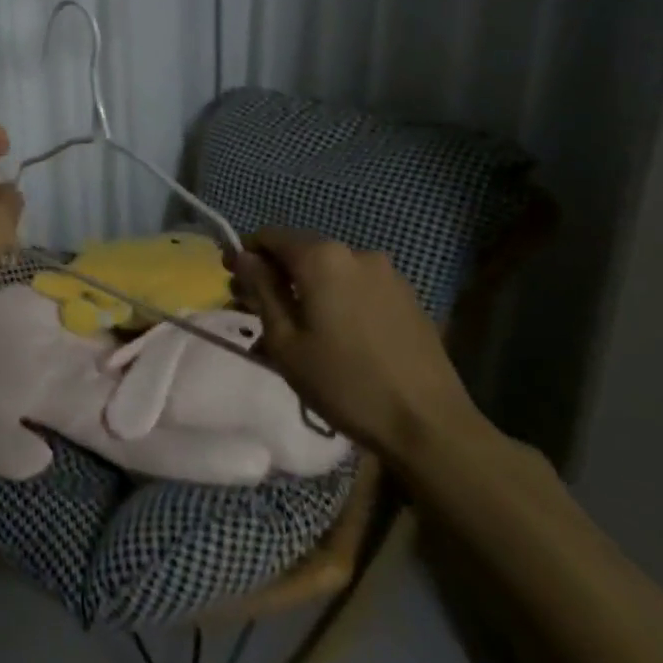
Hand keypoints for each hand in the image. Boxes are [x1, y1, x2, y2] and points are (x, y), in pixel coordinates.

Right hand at [229, 227, 477, 463]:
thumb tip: (244, 257)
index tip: (232, 280)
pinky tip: (333, 335)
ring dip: (305, 290)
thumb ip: (261, 290)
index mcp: (322, 257)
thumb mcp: (285, 341)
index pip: (270, 236)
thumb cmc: (344, 383)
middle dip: (274, 275)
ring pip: (330, 272)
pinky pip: (358, 288)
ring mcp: (387, 274)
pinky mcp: (408, 298)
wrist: (430, 426)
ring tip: (295, 330)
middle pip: (301, 252)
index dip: (245, 253)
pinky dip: (336, 300)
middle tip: (255, 309)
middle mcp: (356, 253)